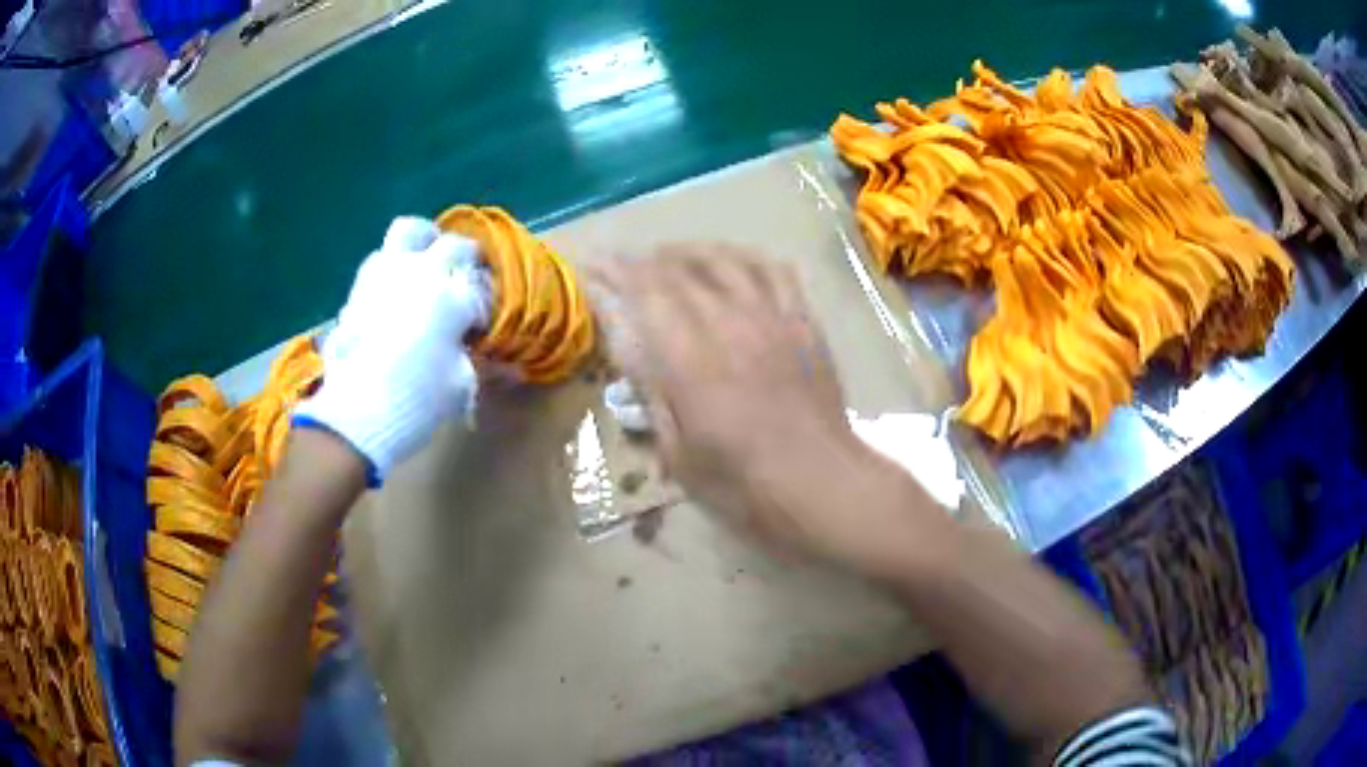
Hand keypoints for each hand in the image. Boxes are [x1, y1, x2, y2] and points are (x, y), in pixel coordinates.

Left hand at [294, 217, 489, 481]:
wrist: (357, 411)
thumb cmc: (417, 399)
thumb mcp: (459, 386)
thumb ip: (472, 360)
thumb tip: (491, 359)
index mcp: (453, 296)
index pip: (481, 286)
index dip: (485, 302)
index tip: (482, 319)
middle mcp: (422, 272)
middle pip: (453, 244)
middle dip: (464, 258)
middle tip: (463, 277)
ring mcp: (386, 273)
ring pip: (409, 231)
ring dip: (422, 244)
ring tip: (424, 266)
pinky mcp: (358, 286)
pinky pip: (380, 259)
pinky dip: (391, 268)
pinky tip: (393, 292)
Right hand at [591, 244, 936, 570]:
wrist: (823, 483)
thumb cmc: (745, 485)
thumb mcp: (680, 455)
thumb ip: (651, 394)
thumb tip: (626, 347)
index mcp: (692, 362)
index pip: (645, 295)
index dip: (615, 273)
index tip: (595, 265)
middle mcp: (729, 325)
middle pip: (679, 271)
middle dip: (643, 261)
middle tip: (624, 267)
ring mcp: (772, 318)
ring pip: (725, 260)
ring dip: (690, 252)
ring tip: (670, 258)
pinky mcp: (803, 321)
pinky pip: (774, 270)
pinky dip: (746, 257)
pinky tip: (733, 263)